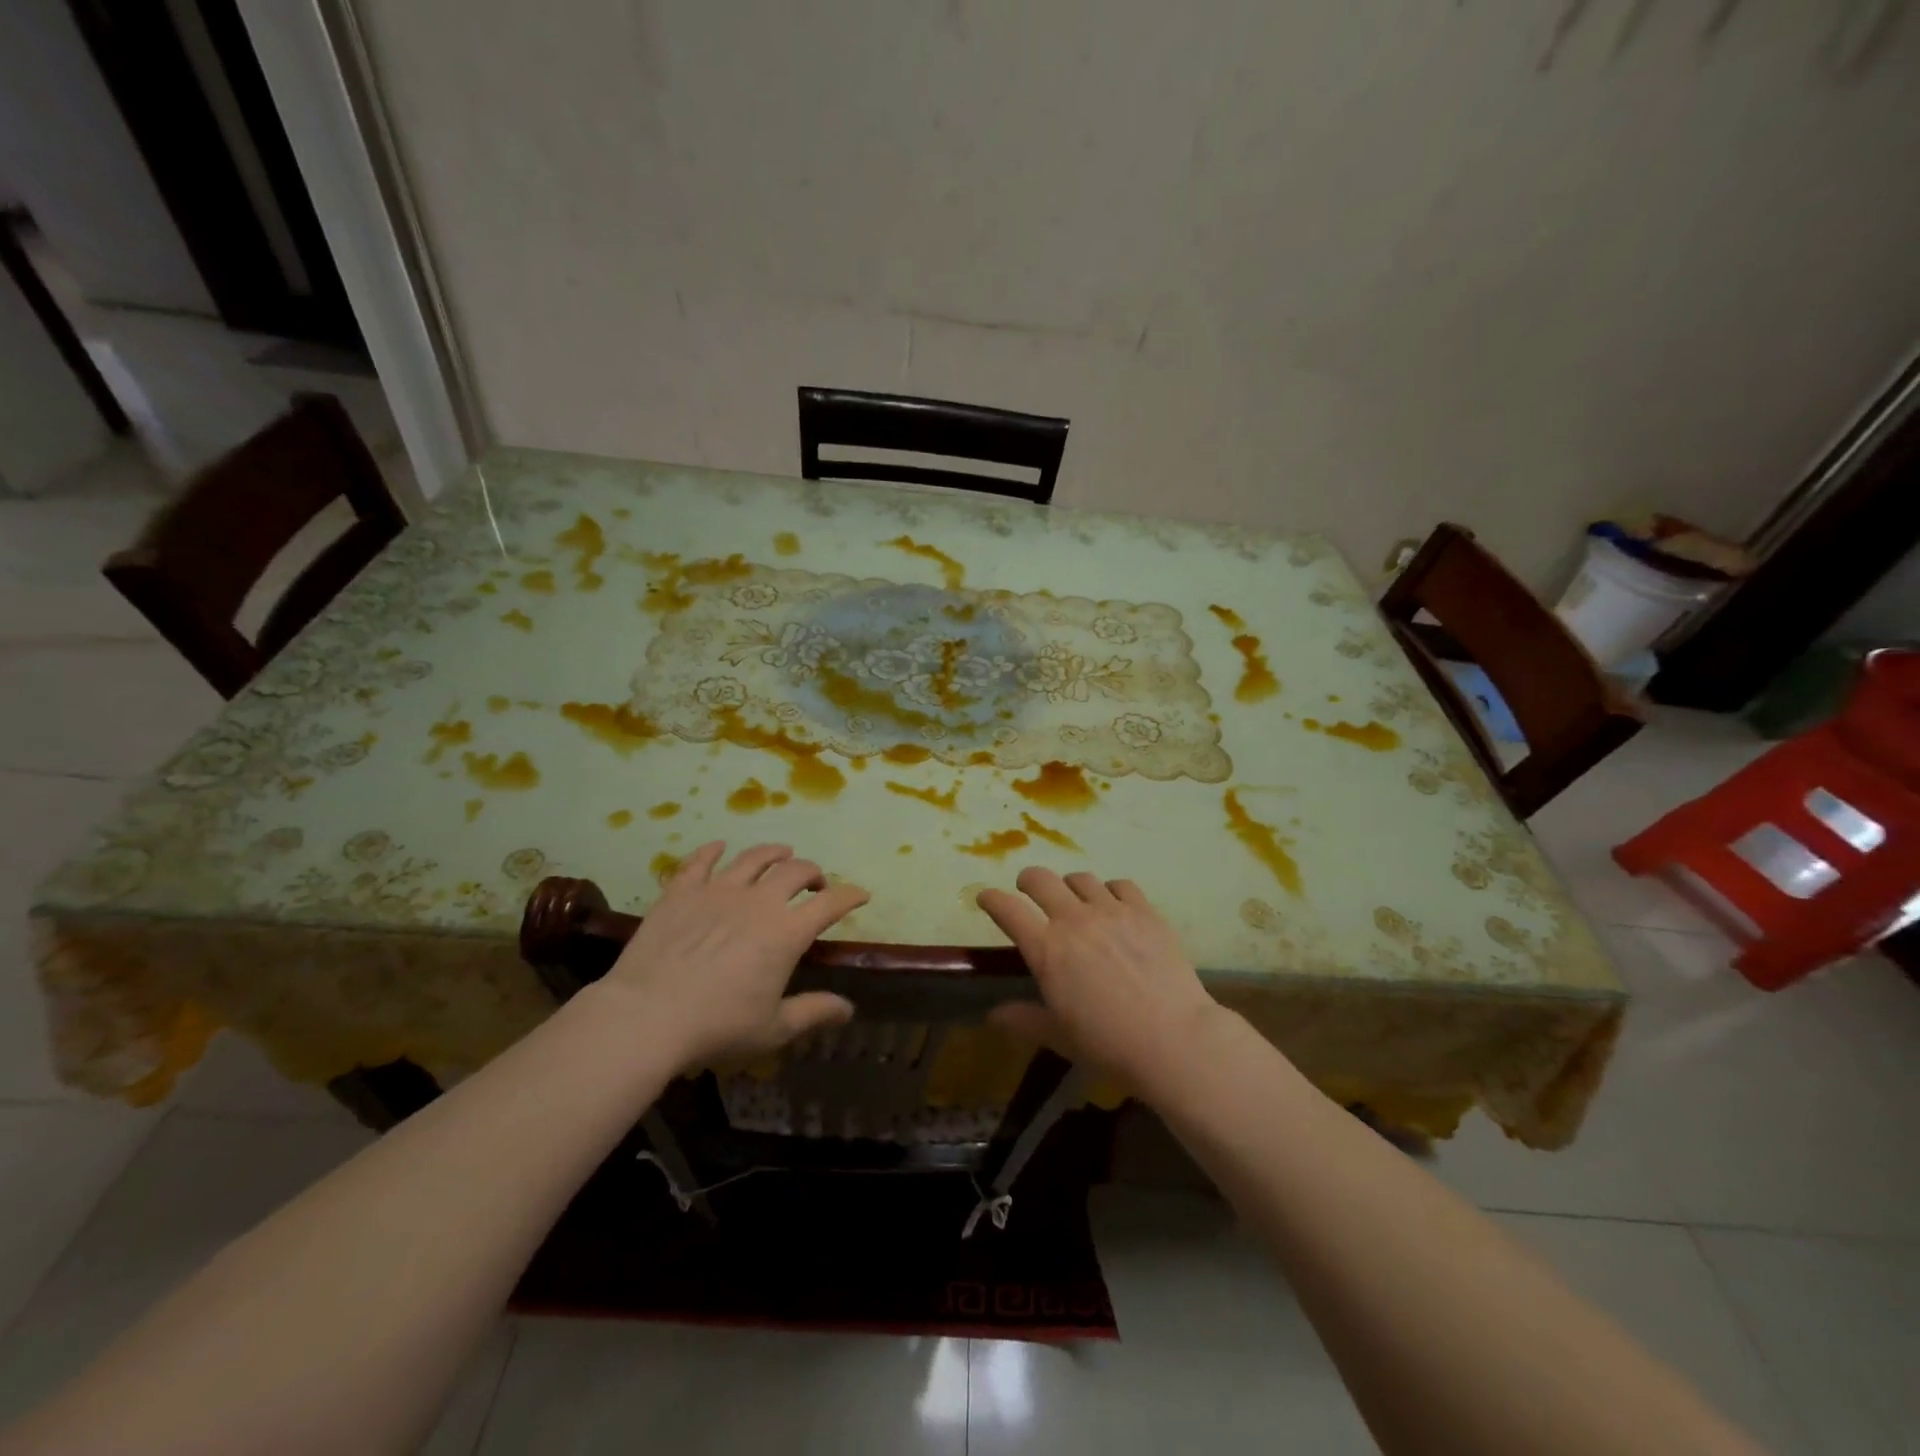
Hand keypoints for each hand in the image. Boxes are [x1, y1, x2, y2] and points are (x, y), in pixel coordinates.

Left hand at [600, 841, 867, 1067]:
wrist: (646, 1016)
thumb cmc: (716, 1027)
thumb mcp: (773, 1029)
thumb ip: (814, 1012)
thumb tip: (849, 1009)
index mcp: (787, 933)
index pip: (830, 903)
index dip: (851, 895)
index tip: (861, 894)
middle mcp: (759, 901)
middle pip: (795, 871)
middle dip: (813, 873)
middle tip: (815, 882)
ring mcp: (718, 890)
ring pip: (753, 858)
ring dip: (774, 853)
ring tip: (781, 854)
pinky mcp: (681, 891)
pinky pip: (700, 861)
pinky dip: (712, 850)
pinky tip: (718, 847)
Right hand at [977, 868, 1223, 1088]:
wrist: (1173, 1039)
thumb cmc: (1108, 1044)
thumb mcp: (1059, 1035)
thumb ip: (1024, 1019)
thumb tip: (994, 1015)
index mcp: (1046, 949)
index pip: (1007, 908)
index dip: (991, 898)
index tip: (986, 898)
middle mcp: (1074, 919)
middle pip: (1040, 879)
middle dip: (1027, 881)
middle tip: (1028, 892)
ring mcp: (1112, 911)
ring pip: (1080, 878)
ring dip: (1069, 886)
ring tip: (1074, 900)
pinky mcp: (1145, 911)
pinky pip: (1121, 885)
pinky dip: (1110, 890)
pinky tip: (1114, 905)